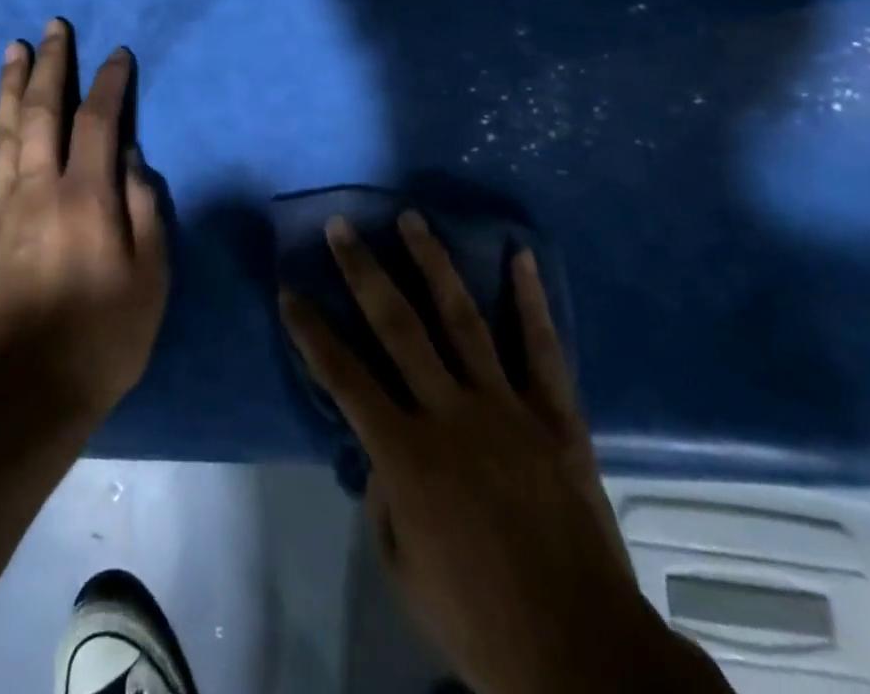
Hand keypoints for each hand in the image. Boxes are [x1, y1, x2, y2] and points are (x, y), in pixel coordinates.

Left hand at [0, 19, 166, 430]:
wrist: (31, 396)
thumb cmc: (107, 336)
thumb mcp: (152, 276)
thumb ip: (144, 208)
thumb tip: (131, 155)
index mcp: (88, 198)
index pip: (100, 122)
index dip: (111, 83)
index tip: (118, 55)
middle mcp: (40, 190)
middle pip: (44, 113)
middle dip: (53, 66)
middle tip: (55, 27)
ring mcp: (0, 210)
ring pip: (3, 132)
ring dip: (9, 85)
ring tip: (15, 47)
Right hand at [280, 213, 728, 693]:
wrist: (581, 653)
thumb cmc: (479, 621)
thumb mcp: (403, 569)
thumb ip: (382, 497)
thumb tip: (377, 446)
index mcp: (407, 455)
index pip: (343, 377)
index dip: (310, 332)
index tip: (288, 290)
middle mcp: (451, 413)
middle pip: (397, 326)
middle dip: (363, 271)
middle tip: (341, 225)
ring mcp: (506, 407)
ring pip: (461, 318)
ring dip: (432, 263)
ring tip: (411, 219)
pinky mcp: (556, 416)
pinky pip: (541, 348)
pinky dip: (530, 300)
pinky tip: (521, 255)